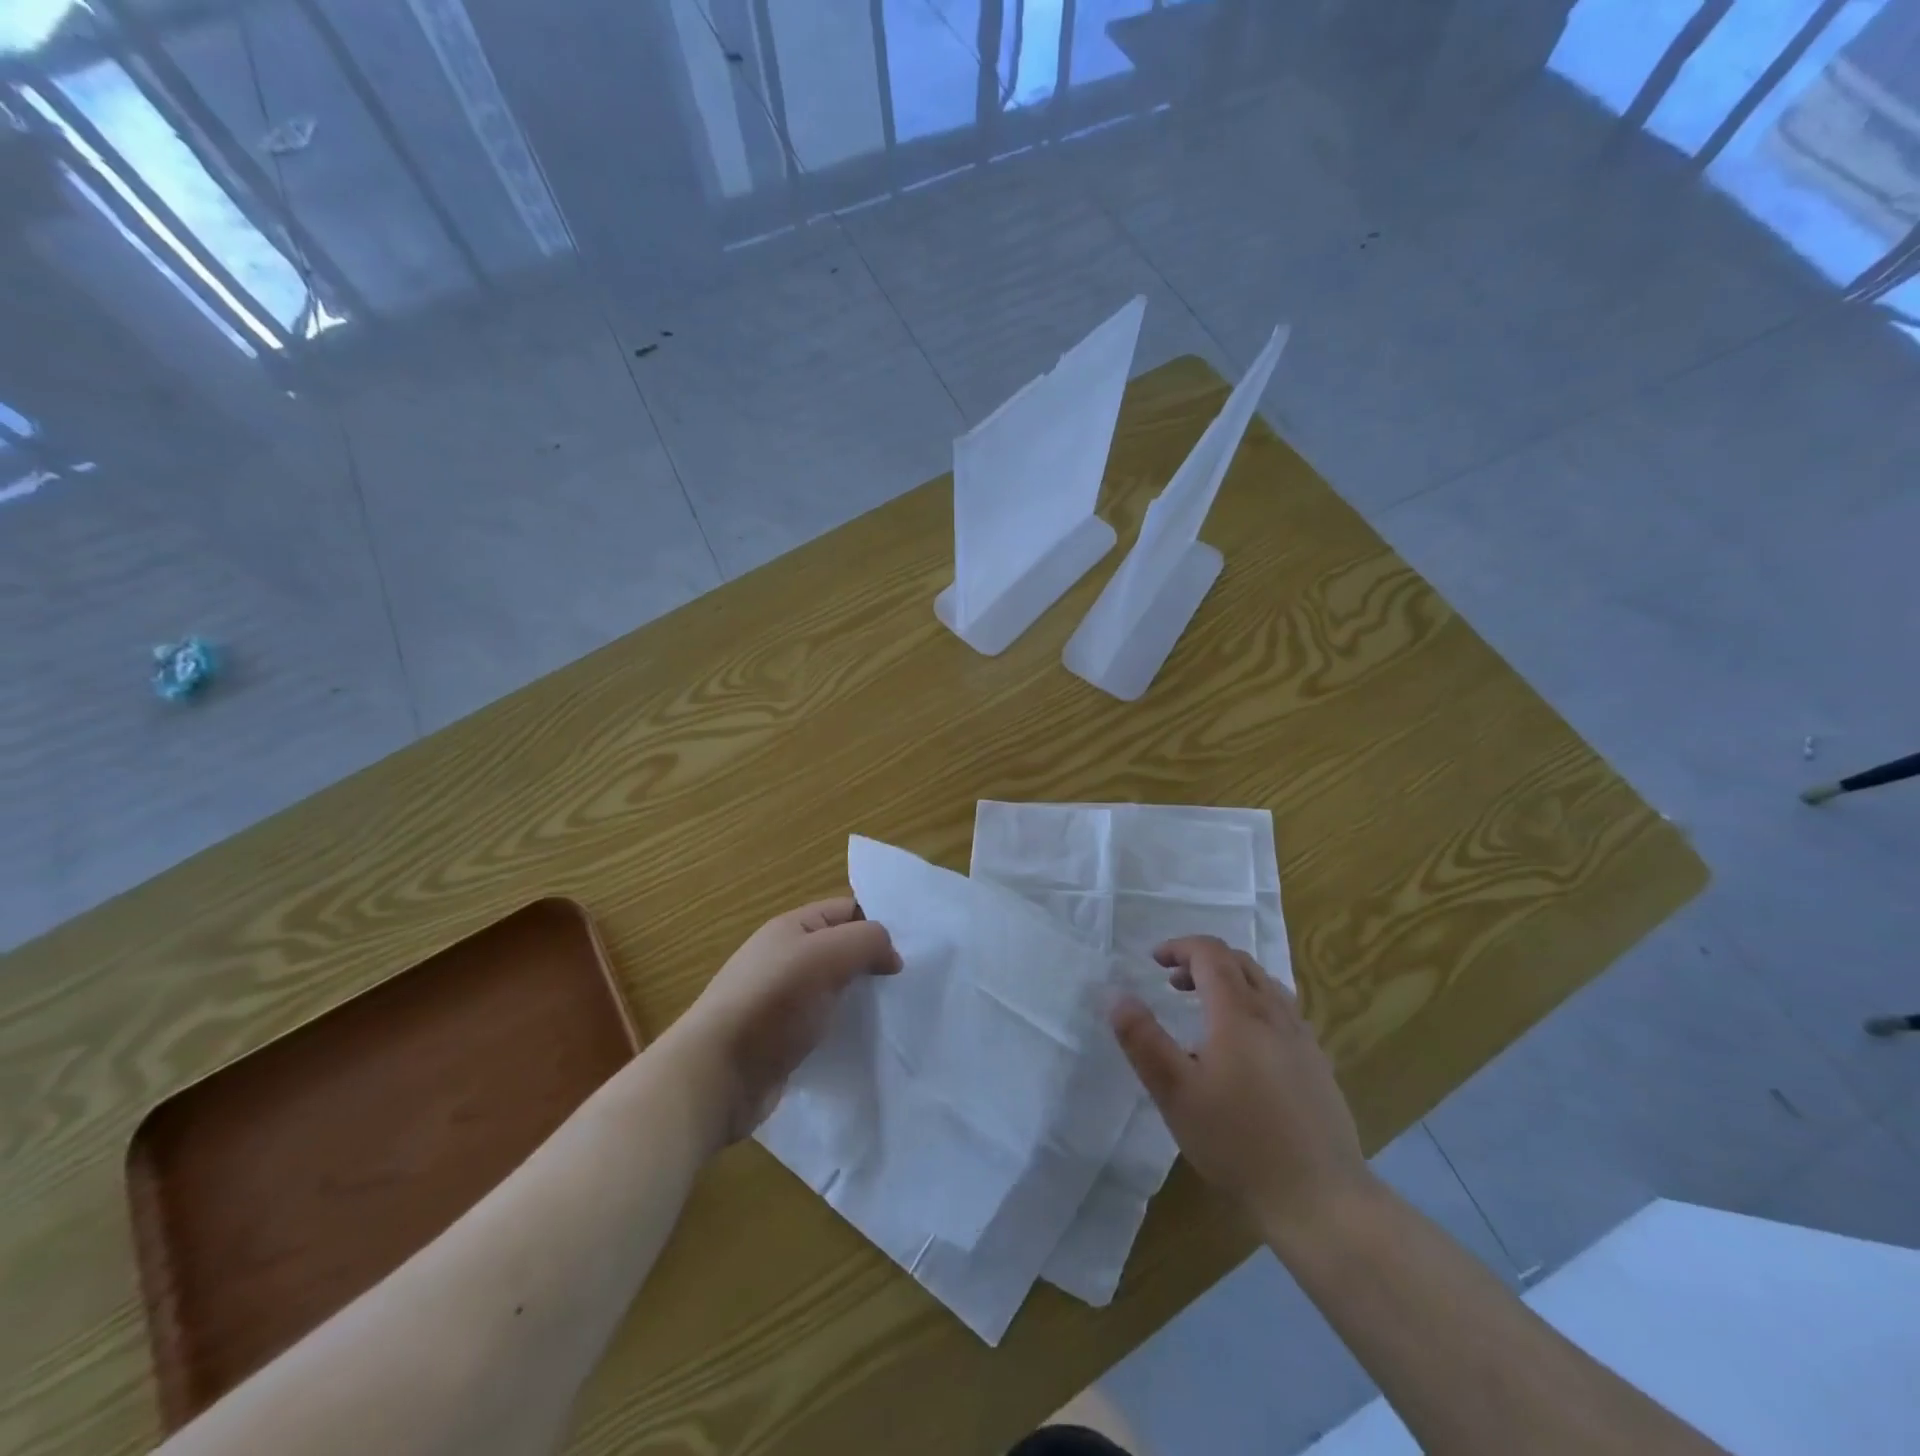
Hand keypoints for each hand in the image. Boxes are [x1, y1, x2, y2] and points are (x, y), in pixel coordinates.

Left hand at [667, 897, 899, 1144]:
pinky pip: (825, 1025)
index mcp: (792, 928)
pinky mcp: (784, 1042)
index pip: (847, 910)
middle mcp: (786, 959)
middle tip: (912, 983)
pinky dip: (846, 1030)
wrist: (716, 1076)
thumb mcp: (825, 955)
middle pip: (842, 950)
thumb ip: (867, 941)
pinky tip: (869, 1043)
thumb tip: (891, 956)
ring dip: (863, 1000)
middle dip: (874, 963)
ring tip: (898, 1014)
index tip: (913, 949)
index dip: (878, 923)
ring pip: (836, 990)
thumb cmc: (771, 1003)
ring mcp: (783, 1002)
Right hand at [1110, 936, 1372, 1238]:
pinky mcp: (1318, 1065)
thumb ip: (1143, 1040)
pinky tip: (1244, 1048)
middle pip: (1239, 962)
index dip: (1180, 947)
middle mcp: (1274, 1014)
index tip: (1154, 961)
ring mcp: (1302, 1039)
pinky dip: (1254, 1006)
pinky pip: (1282, 1012)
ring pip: (1265, 985)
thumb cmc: (1238, 1143)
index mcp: (1238, 1012)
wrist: (1321, 1199)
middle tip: (1173, 984)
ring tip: (1205, 1010)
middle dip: (1202, 961)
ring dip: (1230, 981)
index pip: (1210, 953)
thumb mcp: (1175, 1093)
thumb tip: (1117, 995)